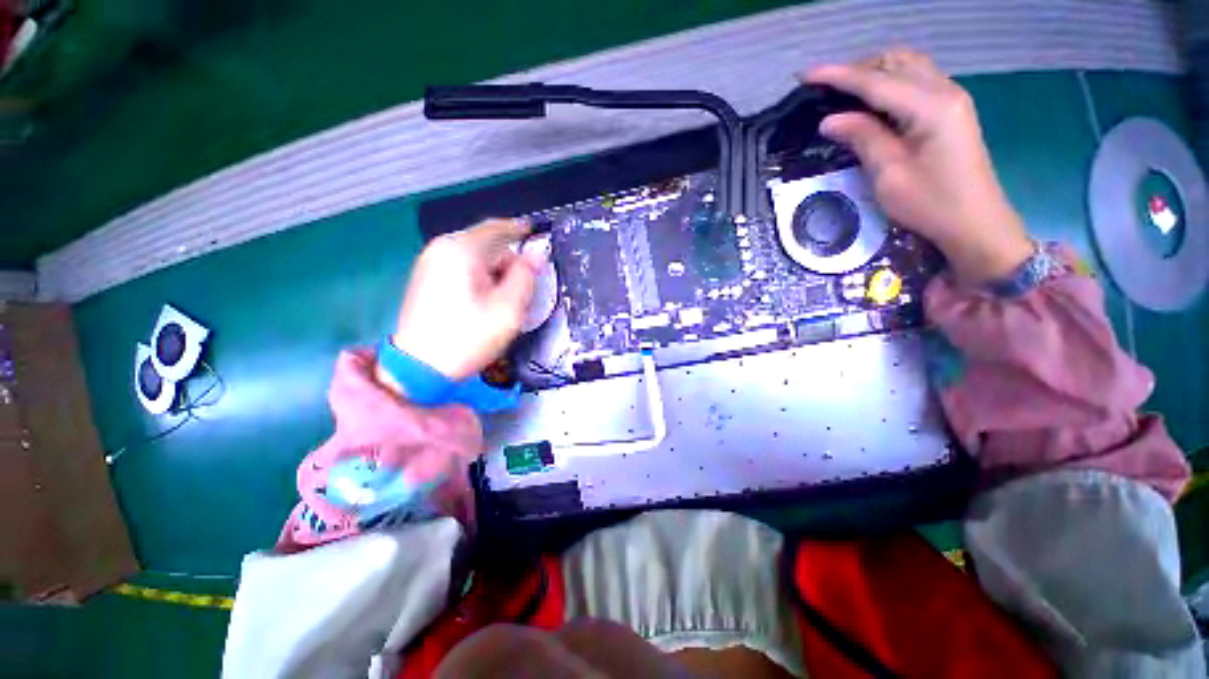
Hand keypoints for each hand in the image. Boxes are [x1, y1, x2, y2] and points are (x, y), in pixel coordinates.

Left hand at [389, 219, 546, 382]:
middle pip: (486, 243)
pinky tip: (485, 298)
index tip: (535, 230)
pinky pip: (461, 266)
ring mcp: (429, 263)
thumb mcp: (509, 308)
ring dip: (494, 270)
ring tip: (505, 298)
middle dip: (508, 260)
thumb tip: (536, 255)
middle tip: (524, 286)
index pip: (497, 228)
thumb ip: (526, 276)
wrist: (420, 367)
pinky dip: (479, 276)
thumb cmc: (469, 337)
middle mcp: (442, 248)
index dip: (519, 229)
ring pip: (474, 256)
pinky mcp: (425, 278)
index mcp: (462, 250)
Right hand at [804, 49, 1033, 284]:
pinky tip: (872, 103)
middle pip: (895, 62)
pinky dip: (890, 84)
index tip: (805, 76)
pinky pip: (916, 81)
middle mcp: (944, 91)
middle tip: (825, 91)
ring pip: (908, 67)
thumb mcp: (889, 175)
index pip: (876, 81)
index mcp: (930, 107)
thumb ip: (863, 138)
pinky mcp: (951, 110)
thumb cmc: (930, 204)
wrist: (976, 223)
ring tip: (844, 95)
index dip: (838, 76)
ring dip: (874, 74)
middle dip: (857, 69)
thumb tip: (830, 119)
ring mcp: (951, 98)